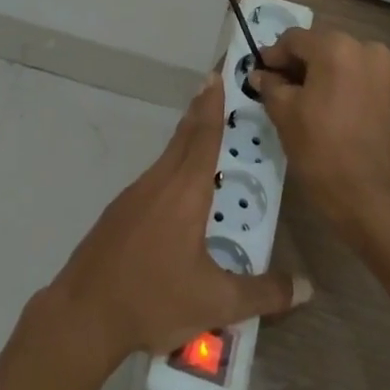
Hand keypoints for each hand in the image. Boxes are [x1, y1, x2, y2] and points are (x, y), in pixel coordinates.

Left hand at [46, 75, 308, 366]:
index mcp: (185, 191)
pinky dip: (172, 167)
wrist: (84, 313)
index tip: (217, 76)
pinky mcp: (120, 212)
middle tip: (217, 89)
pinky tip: (180, 192)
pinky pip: (155, 177)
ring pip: (168, 157)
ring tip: (206, 136)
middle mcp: (159, 182)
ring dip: (186, 140)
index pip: (203, 136)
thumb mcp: (216, 303)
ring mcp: (135, 195)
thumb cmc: (154, 298)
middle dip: (201, 112)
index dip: (212, 106)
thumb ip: (263, 293)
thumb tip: (306, 286)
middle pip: (184, 138)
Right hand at [250, 27, 389, 244]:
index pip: (294, 39)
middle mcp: (365, 48)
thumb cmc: (322, 151)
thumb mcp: (284, 114)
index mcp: (336, 47)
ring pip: (342, 61)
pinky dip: (343, 85)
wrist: (374, 198)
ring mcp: (387, 69)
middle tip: (279, 88)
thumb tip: (261, 74)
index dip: (273, 55)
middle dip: (299, 64)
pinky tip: (331, 110)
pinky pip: (361, 77)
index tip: (261, 75)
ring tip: (306, 102)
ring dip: (322, 75)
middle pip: (321, 46)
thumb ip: (270, 86)